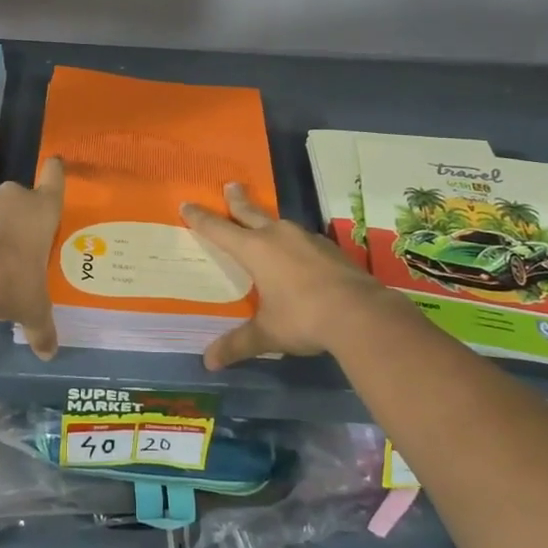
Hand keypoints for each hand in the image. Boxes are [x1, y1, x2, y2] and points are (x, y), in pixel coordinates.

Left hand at [0, 157, 64, 359]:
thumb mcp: (33, 308)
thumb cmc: (14, 280)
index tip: (54, 162)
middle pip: (23, 197)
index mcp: (43, 209)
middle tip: (26, 241)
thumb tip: (50, 354)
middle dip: (23, 215)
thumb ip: (43, 328)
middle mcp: (16, 198)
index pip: (55, 178)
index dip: (55, 171)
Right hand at [183, 182, 394, 369]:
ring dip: (268, 220)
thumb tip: (208, 362)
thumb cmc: (303, 318)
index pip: (219, 229)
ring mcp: (307, 239)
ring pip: (279, 223)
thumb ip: (238, 344)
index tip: (187, 204)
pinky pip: (303, 239)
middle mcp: (278, 236)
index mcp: (255, 250)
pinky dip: (293, 242)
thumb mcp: (267, 334)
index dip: (201, 218)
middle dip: (237, 200)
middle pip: (251, 212)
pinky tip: (298, 253)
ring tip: (264, 223)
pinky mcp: (330, 248)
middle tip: (230, 186)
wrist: (360, 313)